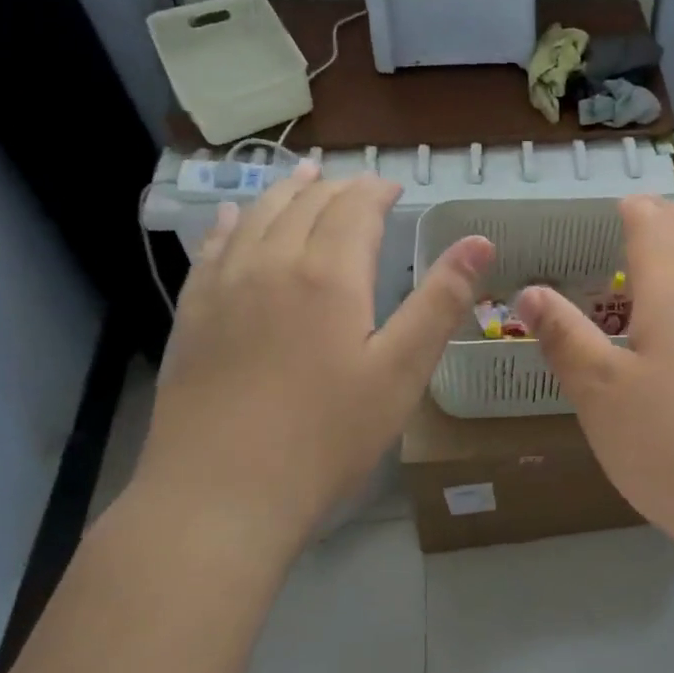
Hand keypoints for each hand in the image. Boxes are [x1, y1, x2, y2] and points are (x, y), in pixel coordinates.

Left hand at [132, 162, 493, 541]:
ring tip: (303, 177)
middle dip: (336, 187)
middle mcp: (272, 264)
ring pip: (257, 216)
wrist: (221, 495)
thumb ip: (440, 300)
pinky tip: (234, 217)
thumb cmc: (327, 437)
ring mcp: (224, 288)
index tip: (394, 188)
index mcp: (329, 275)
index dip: (377, 192)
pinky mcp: (193, 316)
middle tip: (357, 186)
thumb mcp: (402, 372)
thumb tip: (479, 240)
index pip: (355, 209)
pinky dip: (232, 223)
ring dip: (285, 191)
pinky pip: (213, 249)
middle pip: (305, 204)